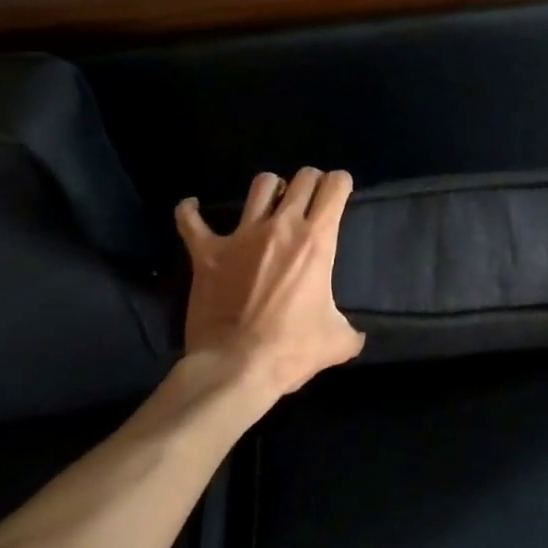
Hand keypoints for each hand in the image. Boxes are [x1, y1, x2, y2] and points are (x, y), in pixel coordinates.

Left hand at [175, 168, 364, 396]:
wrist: (235, 370)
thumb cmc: (290, 350)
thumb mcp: (336, 341)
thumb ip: (350, 331)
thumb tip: (357, 338)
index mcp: (316, 239)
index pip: (335, 186)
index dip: (340, 184)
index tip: (339, 195)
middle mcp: (282, 226)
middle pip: (302, 178)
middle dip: (310, 182)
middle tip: (309, 201)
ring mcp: (242, 235)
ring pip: (260, 185)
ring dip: (269, 190)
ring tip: (270, 204)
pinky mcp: (208, 253)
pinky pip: (192, 222)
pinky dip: (190, 212)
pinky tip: (192, 208)